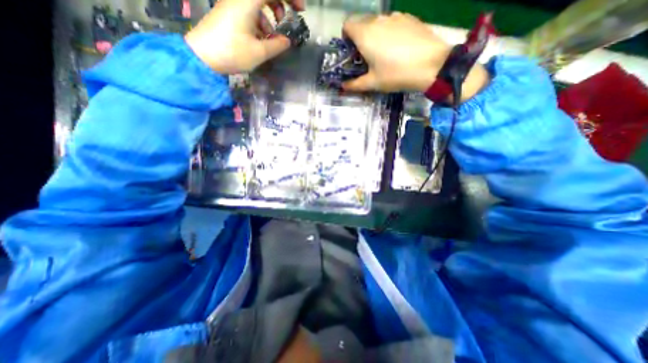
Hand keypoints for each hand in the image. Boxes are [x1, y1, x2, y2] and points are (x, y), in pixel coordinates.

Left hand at [187, 0, 305, 73]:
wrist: (203, 56)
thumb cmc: (232, 52)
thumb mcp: (259, 52)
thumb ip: (276, 45)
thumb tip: (287, 41)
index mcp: (248, 1)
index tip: (301, 10)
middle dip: (279, 4)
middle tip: (285, 21)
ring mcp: (232, 3)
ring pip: (257, 2)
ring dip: (269, 15)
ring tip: (271, 36)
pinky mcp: (229, 12)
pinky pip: (248, 10)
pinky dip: (259, 21)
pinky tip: (260, 38)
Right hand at [344, 13, 485, 100]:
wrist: (431, 64)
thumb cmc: (396, 74)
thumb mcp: (373, 83)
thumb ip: (355, 84)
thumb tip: (343, 87)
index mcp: (365, 34)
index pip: (347, 25)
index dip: (346, 38)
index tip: (352, 52)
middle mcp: (378, 20)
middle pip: (362, 23)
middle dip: (360, 38)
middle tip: (366, 57)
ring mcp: (395, 16)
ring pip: (377, 23)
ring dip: (374, 35)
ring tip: (383, 54)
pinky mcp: (408, 18)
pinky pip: (392, 23)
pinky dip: (389, 33)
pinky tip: (398, 48)